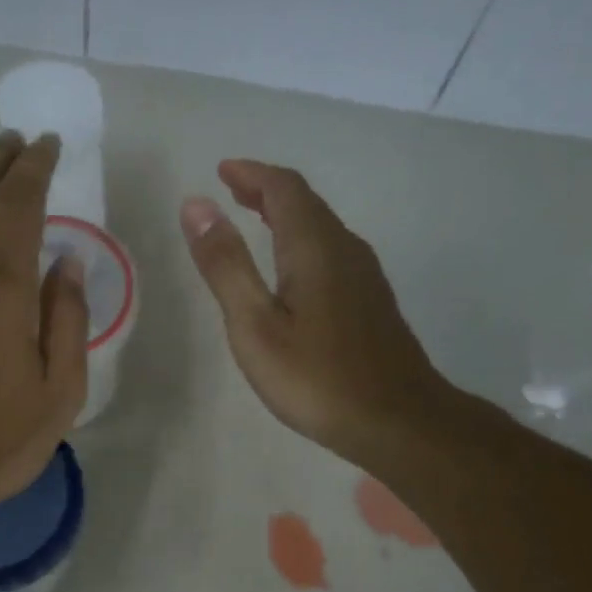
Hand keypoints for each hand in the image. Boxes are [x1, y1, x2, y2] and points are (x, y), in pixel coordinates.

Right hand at [181, 160, 448, 470]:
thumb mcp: (255, 325)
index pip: (284, 188)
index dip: (252, 174)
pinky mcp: (371, 302)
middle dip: (267, 190)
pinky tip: (292, 270)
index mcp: (314, 247)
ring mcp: (364, 276)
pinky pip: (332, 252)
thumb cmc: (316, 378)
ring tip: (255, 219)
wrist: (396, 420)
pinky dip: (303, 242)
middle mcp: (345, 249)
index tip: (222, 170)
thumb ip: (226, 265)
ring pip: (322, 228)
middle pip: (306, 203)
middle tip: (233, 190)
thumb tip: (196, 205)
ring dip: (286, 215)